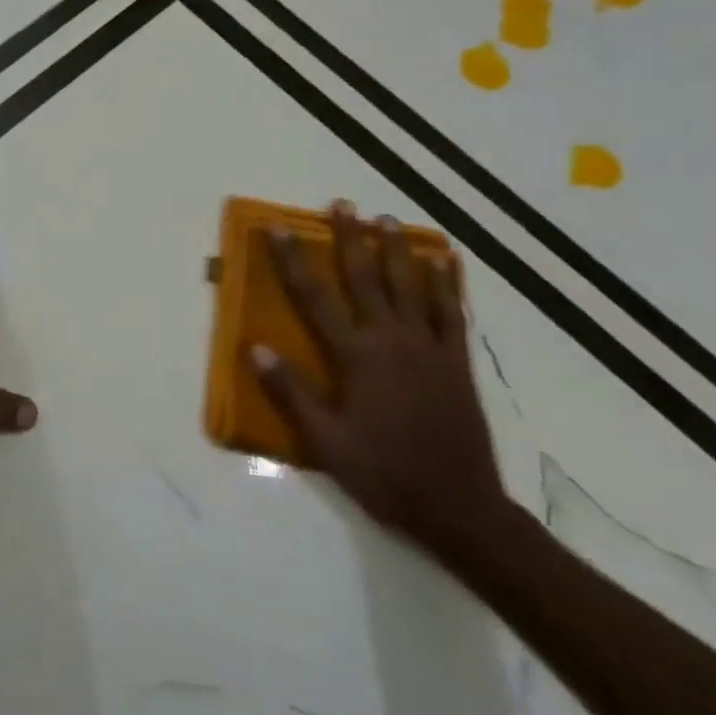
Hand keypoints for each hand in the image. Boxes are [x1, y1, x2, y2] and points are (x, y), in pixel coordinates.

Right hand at [251, 200, 508, 558]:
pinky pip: (451, 313)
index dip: (294, 260)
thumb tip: (255, 348)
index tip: (279, 228)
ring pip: (410, 286)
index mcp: (356, 357)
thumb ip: (292, 392)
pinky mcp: (457, 363)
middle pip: (366, 278)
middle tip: (343, 204)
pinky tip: (444, 262)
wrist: (460, 510)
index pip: (315, 298)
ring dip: (396, 250)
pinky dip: (446, 284)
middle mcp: (392, 341)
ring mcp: (429, 349)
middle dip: (350, 238)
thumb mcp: (327, 443)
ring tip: (387, 219)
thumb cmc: (385, 475)